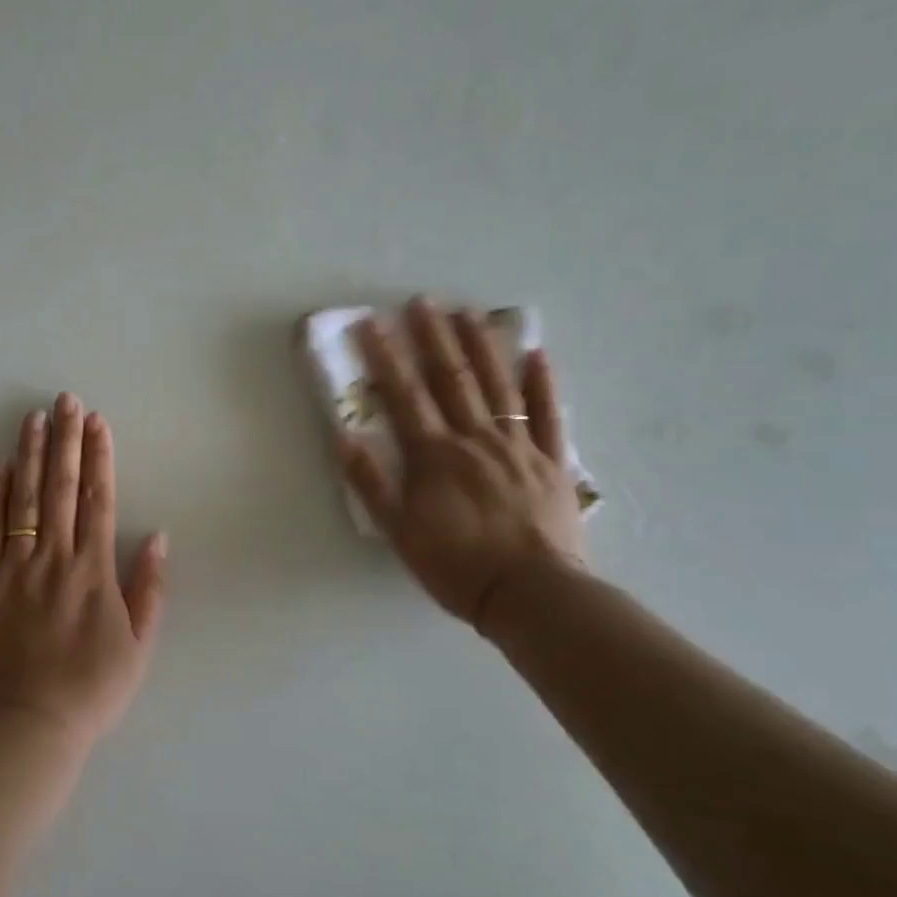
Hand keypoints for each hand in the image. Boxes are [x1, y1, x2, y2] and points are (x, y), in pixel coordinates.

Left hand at [0, 394, 166, 745]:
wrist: (29, 726)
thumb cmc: (92, 690)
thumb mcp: (138, 645)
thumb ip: (149, 588)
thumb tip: (157, 535)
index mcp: (94, 572)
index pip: (97, 499)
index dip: (98, 457)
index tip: (98, 422)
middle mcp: (54, 559)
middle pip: (59, 488)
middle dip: (65, 440)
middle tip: (65, 400)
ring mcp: (14, 569)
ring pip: (22, 500)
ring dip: (29, 455)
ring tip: (33, 418)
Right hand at [339, 298, 585, 631]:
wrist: (530, 594)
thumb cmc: (456, 565)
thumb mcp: (399, 532)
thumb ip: (372, 484)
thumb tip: (344, 438)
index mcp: (435, 456)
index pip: (405, 395)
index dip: (386, 357)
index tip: (372, 323)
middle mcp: (475, 439)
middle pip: (452, 379)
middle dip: (434, 338)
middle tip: (423, 302)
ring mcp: (519, 447)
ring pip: (498, 386)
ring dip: (481, 346)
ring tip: (469, 313)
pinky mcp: (552, 462)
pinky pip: (549, 416)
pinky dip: (543, 384)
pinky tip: (536, 355)